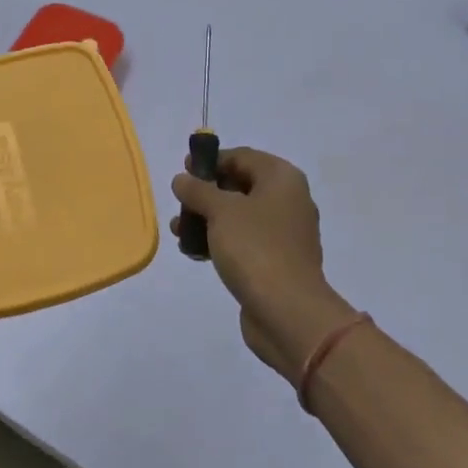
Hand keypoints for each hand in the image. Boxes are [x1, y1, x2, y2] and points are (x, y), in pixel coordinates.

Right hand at [171, 148, 358, 387]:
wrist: (287, 312)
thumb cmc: (255, 248)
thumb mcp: (220, 211)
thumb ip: (197, 190)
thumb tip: (182, 179)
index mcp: (282, 179)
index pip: (242, 156)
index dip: (211, 160)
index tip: (184, 169)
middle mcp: (288, 201)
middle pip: (240, 185)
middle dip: (206, 193)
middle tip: (180, 202)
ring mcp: (284, 233)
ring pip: (238, 215)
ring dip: (207, 219)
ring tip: (178, 231)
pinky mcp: (276, 261)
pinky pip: (243, 241)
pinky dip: (219, 241)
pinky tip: (194, 252)